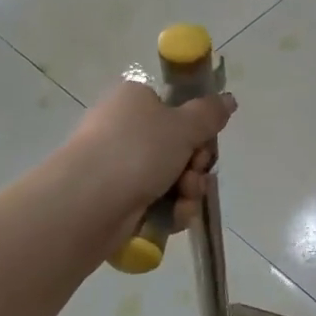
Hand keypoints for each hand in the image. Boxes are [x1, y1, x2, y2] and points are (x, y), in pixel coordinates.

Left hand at [63, 79, 237, 244]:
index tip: (206, 139)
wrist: (87, 204)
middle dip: (196, 164)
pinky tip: (173, 216)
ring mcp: (119, 167)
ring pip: (172, 177)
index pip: (174, 109)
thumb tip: (228, 99)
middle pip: (178, 146)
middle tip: (195, 170)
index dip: (197, 127)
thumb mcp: (184, 125)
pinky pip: (158, 202)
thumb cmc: (137, 151)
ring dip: (188, 190)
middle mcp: (124, 130)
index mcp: (134, 101)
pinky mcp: (118, 200)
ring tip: (183, 198)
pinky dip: (171, 210)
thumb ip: (210, 113)